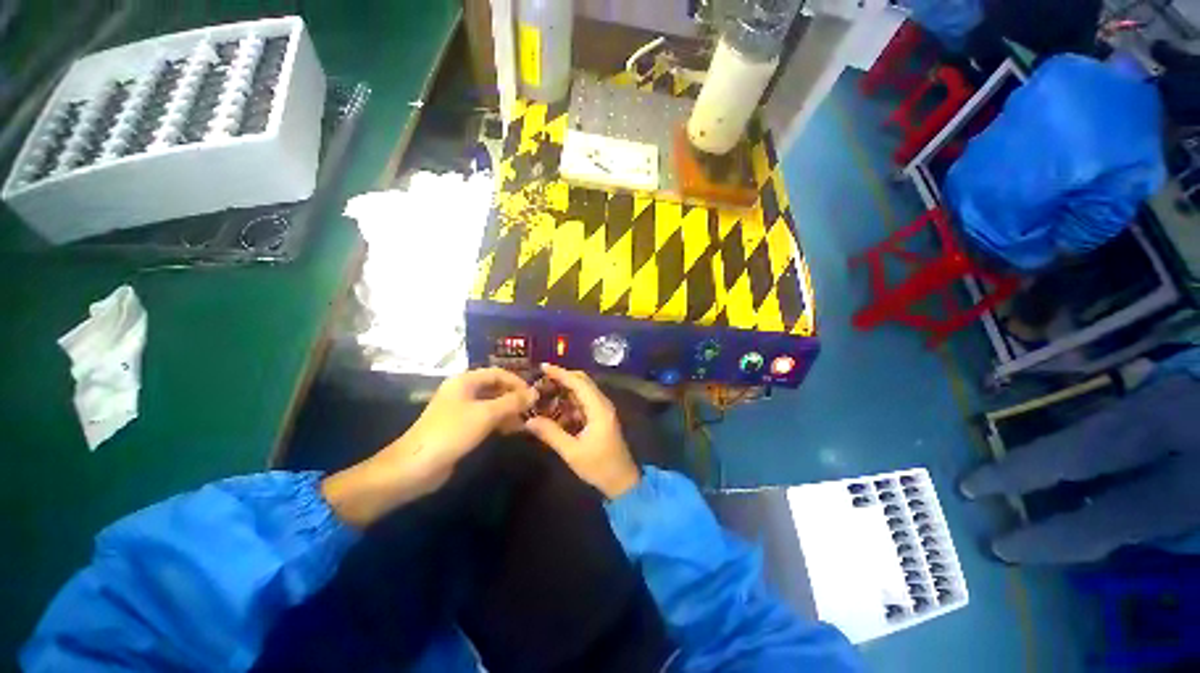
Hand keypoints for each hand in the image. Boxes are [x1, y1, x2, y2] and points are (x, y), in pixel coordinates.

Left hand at [323, 368, 535, 526]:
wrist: (416, 466)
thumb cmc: (452, 432)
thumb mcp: (486, 414)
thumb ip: (512, 402)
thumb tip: (535, 393)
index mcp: (465, 381)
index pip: (498, 373)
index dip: (517, 382)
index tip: (534, 395)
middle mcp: (463, 391)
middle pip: (495, 388)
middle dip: (515, 397)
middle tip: (532, 409)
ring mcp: (461, 410)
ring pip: (492, 404)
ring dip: (509, 411)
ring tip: (526, 422)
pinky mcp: (460, 427)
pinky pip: (485, 418)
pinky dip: (499, 421)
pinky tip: (512, 431)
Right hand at [524, 363, 640, 498]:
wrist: (622, 482)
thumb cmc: (599, 467)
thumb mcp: (572, 452)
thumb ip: (551, 434)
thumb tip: (529, 421)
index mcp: (598, 409)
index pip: (579, 383)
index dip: (560, 373)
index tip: (543, 366)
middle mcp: (602, 404)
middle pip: (582, 382)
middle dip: (562, 379)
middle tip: (541, 380)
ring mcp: (603, 410)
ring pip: (583, 392)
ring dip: (565, 391)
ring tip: (544, 394)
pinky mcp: (601, 418)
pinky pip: (583, 403)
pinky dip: (570, 403)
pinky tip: (555, 410)